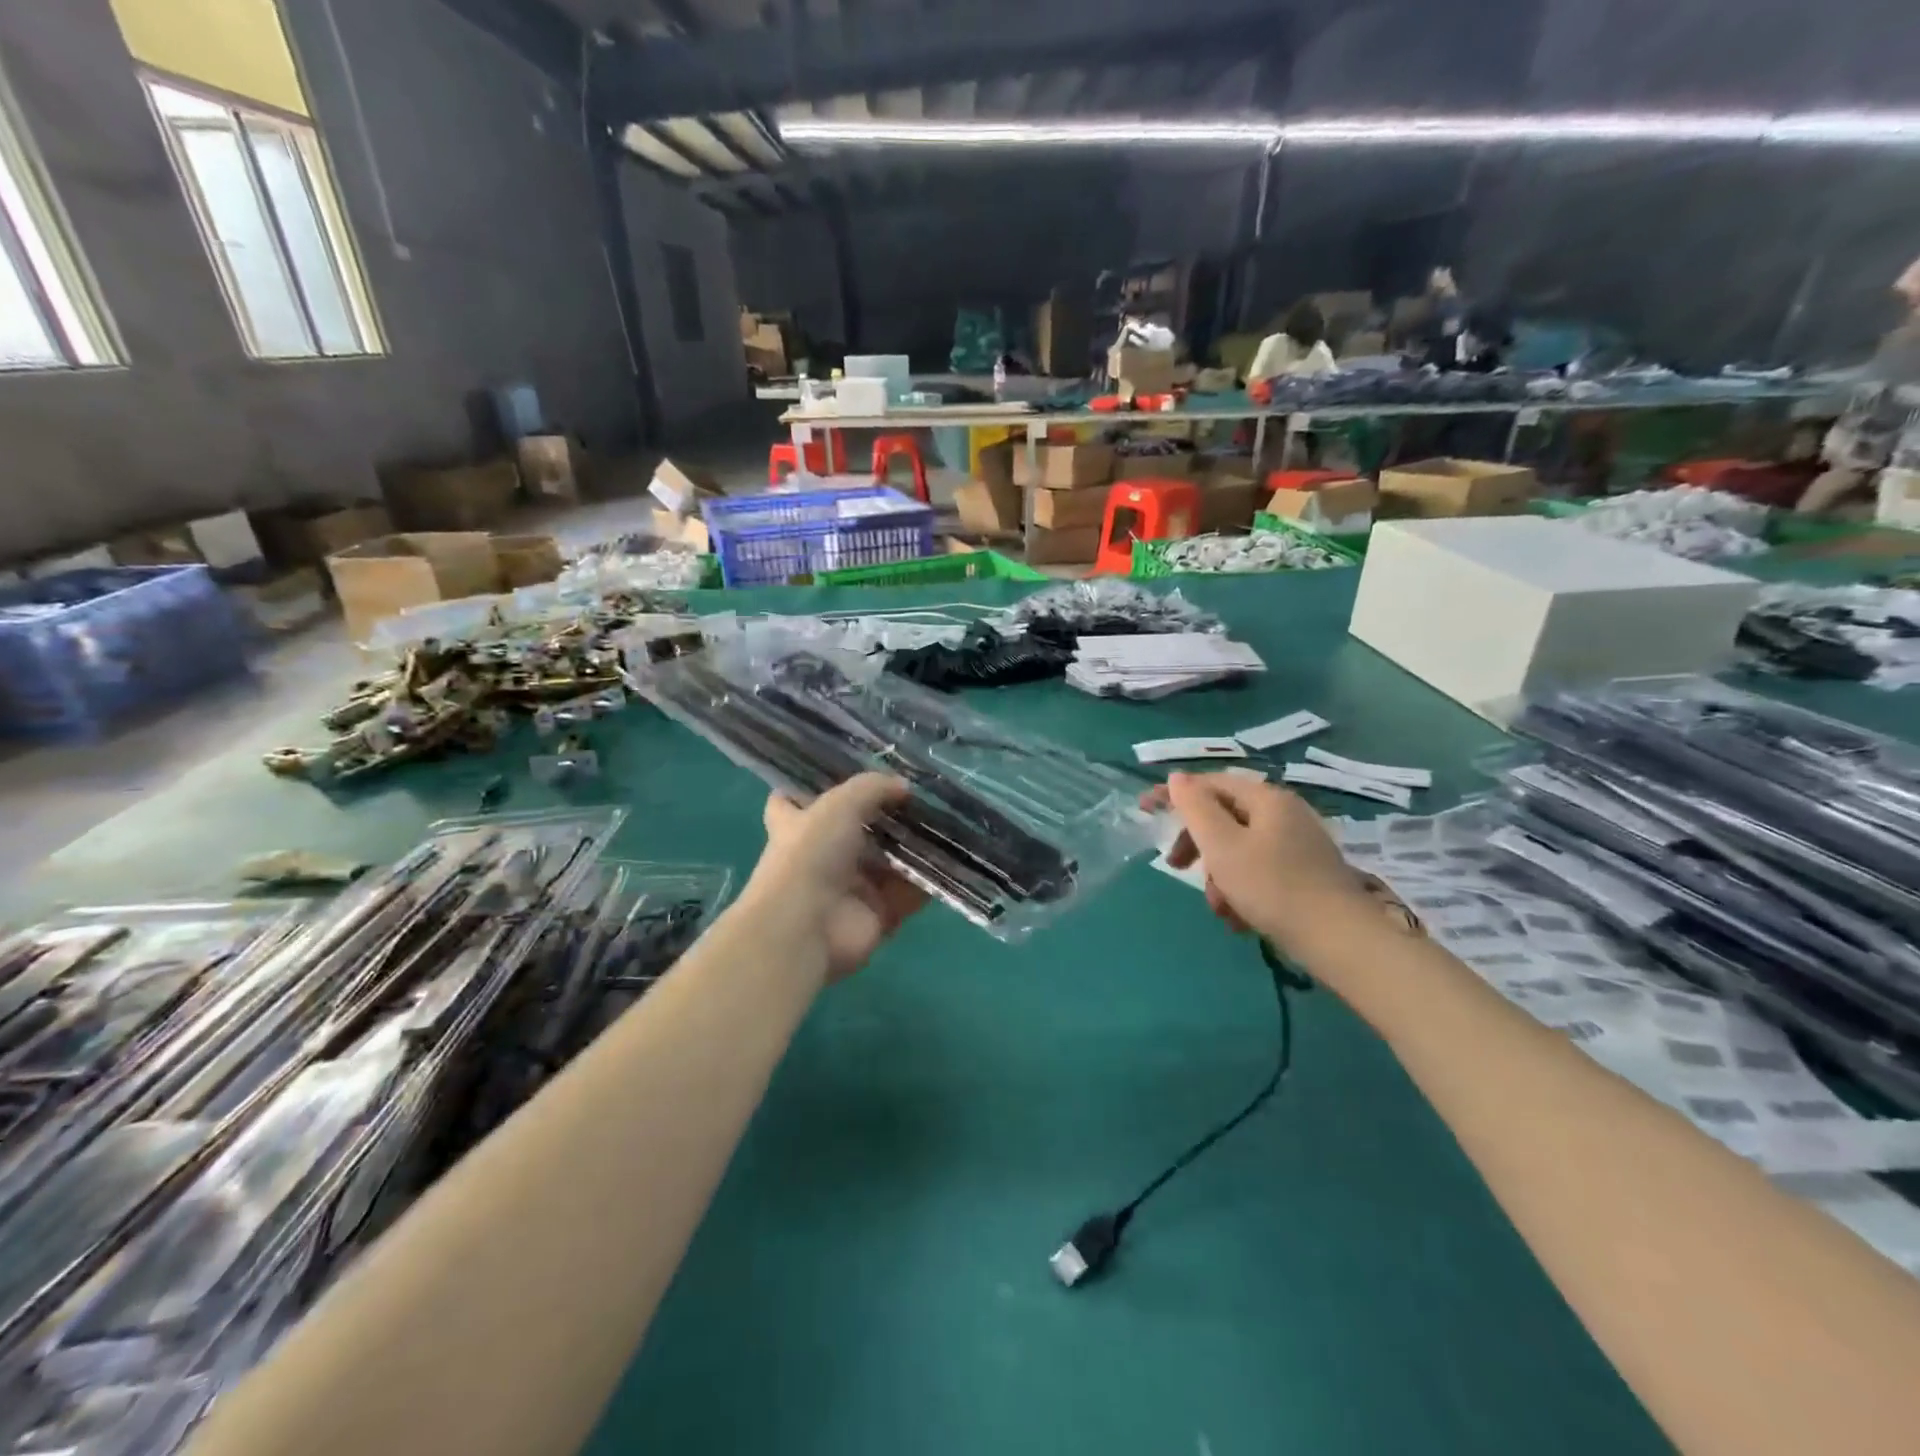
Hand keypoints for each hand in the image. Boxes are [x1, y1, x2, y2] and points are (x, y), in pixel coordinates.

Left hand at [742, 773, 926, 984]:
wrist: (806, 928)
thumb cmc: (810, 854)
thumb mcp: (839, 804)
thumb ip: (873, 788)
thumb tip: (904, 786)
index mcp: (797, 826)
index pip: (793, 802)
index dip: (812, 788)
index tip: (842, 773)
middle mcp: (821, 856)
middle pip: (854, 831)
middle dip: (884, 815)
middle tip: (920, 795)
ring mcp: (850, 888)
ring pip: (888, 861)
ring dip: (914, 846)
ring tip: (946, 821)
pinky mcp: (876, 915)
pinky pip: (909, 893)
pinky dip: (929, 880)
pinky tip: (953, 858)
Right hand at [1144, 772, 1372, 954]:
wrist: (1339, 940)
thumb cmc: (1272, 886)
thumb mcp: (1222, 845)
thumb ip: (1195, 807)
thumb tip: (1177, 778)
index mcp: (1266, 799)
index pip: (1210, 783)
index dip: (1175, 794)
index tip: (1145, 808)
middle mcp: (1285, 813)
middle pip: (1224, 817)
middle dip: (1198, 845)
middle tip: (1175, 867)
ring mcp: (1298, 843)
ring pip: (1239, 849)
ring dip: (1220, 876)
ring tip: (1221, 908)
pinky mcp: (1305, 872)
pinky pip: (1259, 870)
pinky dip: (1243, 889)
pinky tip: (1241, 918)